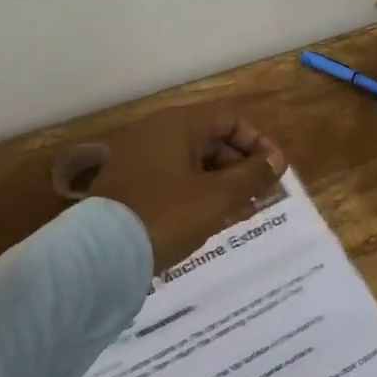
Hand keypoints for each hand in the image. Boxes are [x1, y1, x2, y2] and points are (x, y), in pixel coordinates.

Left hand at [86, 105, 286, 273]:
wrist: (99, 256)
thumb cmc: (166, 215)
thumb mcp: (217, 197)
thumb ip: (252, 175)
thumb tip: (276, 161)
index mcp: (178, 124)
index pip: (231, 119)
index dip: (259, 143)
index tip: (275, 172)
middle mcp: (157, 133)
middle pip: (213, 140)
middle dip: (243, 167)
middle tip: (262, 196)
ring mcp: (141, 160)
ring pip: (195, 164)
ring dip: (224, 184)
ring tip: (245, 212)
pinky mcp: (131, 187)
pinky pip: (176, 181)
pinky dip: (199, 194)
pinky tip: (216, 219)